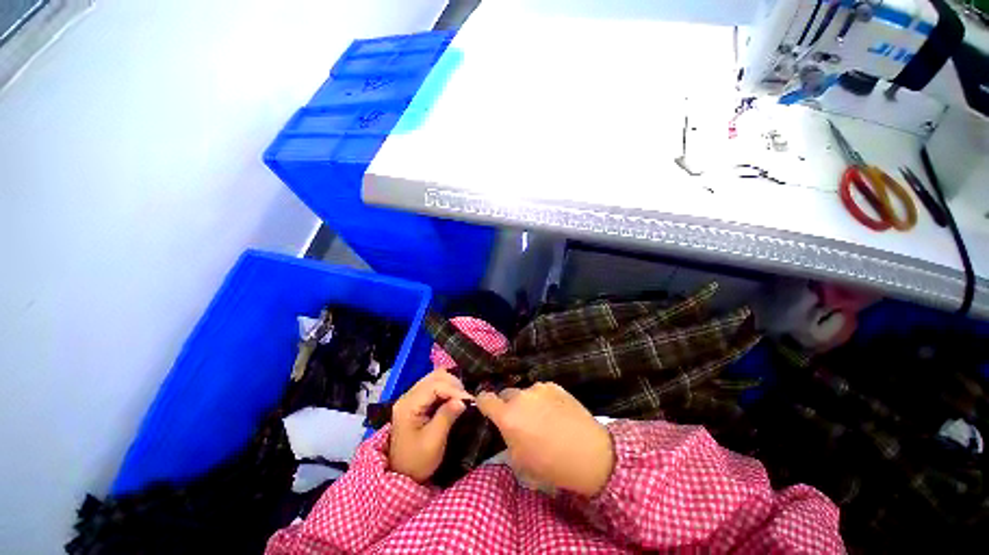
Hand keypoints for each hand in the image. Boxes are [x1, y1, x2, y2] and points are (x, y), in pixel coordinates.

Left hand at [389, 370, 473, 481]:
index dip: (454, 390)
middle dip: (454, 385)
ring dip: (451, 385)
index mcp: (408, 405)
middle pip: (435, 377)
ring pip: (435, 378)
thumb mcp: (433, 442)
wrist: (401, 475)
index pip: (434, 386)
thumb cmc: (416, 462)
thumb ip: (447, 417)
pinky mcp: (417, 400)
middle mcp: (408, 395)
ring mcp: (412, 396)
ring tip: (462, 398)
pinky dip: (447, 388)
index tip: (471, 400)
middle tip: (467, 399)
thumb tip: (463, 400)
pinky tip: (455, 398)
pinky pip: (434, 385)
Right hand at [476, 382, 613, 496]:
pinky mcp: (554, 385)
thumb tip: (507, 428)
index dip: (483, 403)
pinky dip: (542, 399)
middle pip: (505, 394)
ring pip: (524, 392)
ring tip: (542, 417)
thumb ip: (507, 438)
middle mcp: (520, 396)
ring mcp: (538, 388)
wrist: (589, 453)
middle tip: (520, 420)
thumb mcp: (520, 461)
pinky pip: (541, 391)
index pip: (484, 398)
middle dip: (508, 405)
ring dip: (527, 402)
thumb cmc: (551, 464)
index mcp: (507, 416)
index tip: (487, 408)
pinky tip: (555, 412)